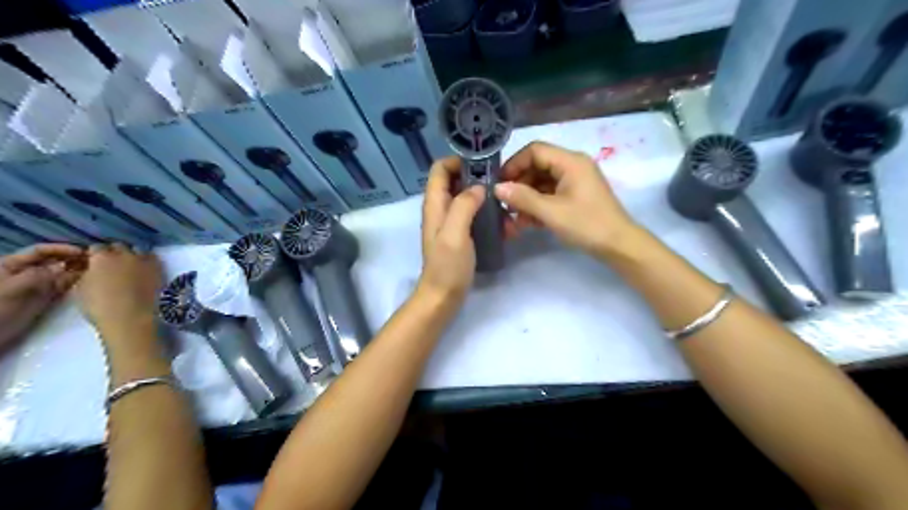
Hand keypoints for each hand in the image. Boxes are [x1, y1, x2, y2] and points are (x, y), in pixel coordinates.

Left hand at [1, 242, 85, 354]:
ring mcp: (38, 284)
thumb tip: (64, 266)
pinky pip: (65, 284)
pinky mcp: (47, 296)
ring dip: (78, 269)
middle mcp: (27, 271)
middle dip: (73, 258)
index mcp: (12, 265)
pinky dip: (77, 280)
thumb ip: (37, 276)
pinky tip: (90, 279)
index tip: (82, 252)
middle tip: (96, 259)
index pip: (40, 250)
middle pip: (54, 259)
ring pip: (62, 271)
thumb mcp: (12, 289)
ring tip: (98, 268)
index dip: (61, 249)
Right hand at [76, 243, 162, 342]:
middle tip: (112, 263)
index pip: (96, 248)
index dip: (94, 254)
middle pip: (118, 247)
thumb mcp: (81, 289)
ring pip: (138, 250)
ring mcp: (144, 260)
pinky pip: (153, 258)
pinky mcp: (159, 268)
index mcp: (101, 258)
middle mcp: (125, 254)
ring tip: (129, 264)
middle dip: (114, 252)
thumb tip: (91, 269)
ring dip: (132, 254)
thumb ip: (86, 273)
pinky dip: (147, 260)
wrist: (132, 317)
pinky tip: (144, 267)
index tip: (93, 260)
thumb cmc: (100, 306)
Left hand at [418, 155, 488, 307]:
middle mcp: (440, 209)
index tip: (484, 166)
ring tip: (505, 204)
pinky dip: (486, 213)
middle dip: (476, 178)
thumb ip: (463, 206)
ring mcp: (450, 222)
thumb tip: (478, 187)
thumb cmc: (447, 266)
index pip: (440, 168)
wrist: (443, 296)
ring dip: (484, 197)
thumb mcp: (454, 233)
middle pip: (455, 180)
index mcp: (435, 204)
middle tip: (500, 184)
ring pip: (466, 197)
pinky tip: (503, 223)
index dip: (459, 161)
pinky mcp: (460, 234)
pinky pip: (472, 215)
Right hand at [496, 142, 637, 255]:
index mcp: (570, 162)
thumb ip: (523, 198)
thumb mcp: (551, 212)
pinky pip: (550, 193)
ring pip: (542, 182)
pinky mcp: (575, 196)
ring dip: (526, 198)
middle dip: (519, 184)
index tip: (500, 183)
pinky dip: (537, 205)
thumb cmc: (586, 225)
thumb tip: (497, 188)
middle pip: (537, 166)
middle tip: (504, 204)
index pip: (535, 151)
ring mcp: (574, 181)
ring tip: (515, 218)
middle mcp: (572, 166)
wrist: (618, 245)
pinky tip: (527, 222)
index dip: (514, 164)